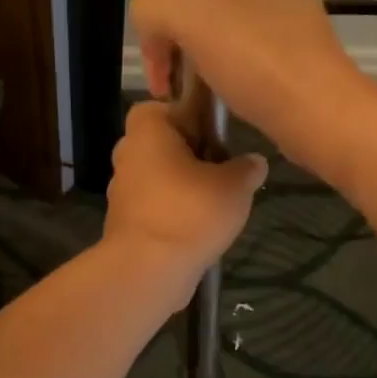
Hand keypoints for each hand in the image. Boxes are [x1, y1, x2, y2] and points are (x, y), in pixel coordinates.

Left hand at [104, 102, 266, 296]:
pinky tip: (198, 229)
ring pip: (158, 177)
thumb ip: (247, 168)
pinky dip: (173, 213)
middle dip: (190, 155)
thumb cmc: (191, 211)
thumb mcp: (235, 185)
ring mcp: (121, 191)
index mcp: (147, 131)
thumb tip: (255, 161)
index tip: (214, 136)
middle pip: (162, 144)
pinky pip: (154, 207)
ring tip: (216, 204)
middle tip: (221, 169)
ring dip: (182, 186)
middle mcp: (128, 155)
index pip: (162, 107)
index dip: (189, 116)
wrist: (148, 270)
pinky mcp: (124, 223)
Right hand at [128, 0, 374, 170]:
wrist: (320, 122)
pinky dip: (199, 66)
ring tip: (168, 84)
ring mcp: (270, 15)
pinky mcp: (269, 51)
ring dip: (178, 49)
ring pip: (201, 20)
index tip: (157, 22)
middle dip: (165, 23)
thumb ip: (154, 3)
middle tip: (160, 64)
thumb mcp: (196, 19)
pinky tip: (190, 90)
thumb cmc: (264, 62)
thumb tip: (147, 19)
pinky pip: (219, 47)